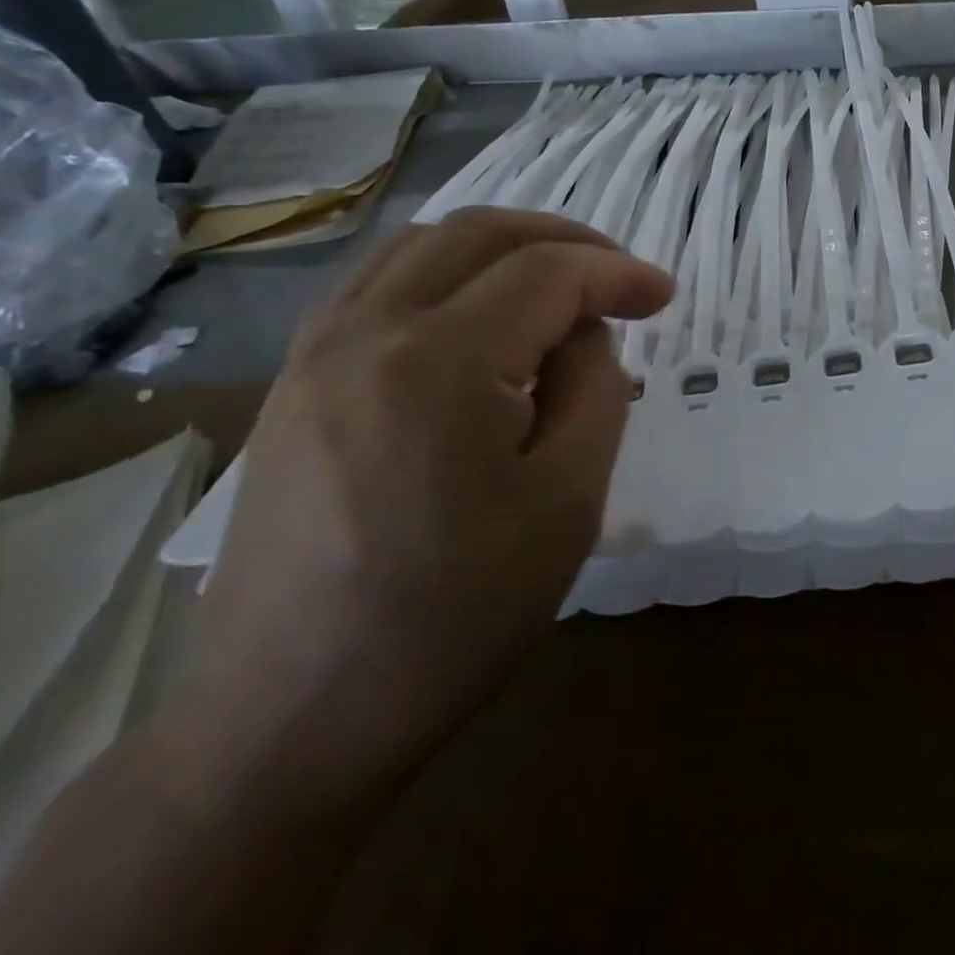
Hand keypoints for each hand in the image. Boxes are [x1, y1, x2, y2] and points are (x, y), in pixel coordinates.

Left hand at [178, 208, 673, 810]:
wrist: (290, 722)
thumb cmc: (454, 616)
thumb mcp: (569, 501)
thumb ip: (595, 389)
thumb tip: (582, 334)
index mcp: (438, 362)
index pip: (546, 273)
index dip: (616, 272)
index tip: (665, 294)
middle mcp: (365, 333)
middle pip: (477, 233)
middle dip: (564, 239)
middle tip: (617, 277)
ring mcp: (314, 355)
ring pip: (419, 246)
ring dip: (501, 248)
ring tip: (555, 288)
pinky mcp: (293, 385)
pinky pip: (376, 285)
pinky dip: (444, 273)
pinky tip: (477, 317)